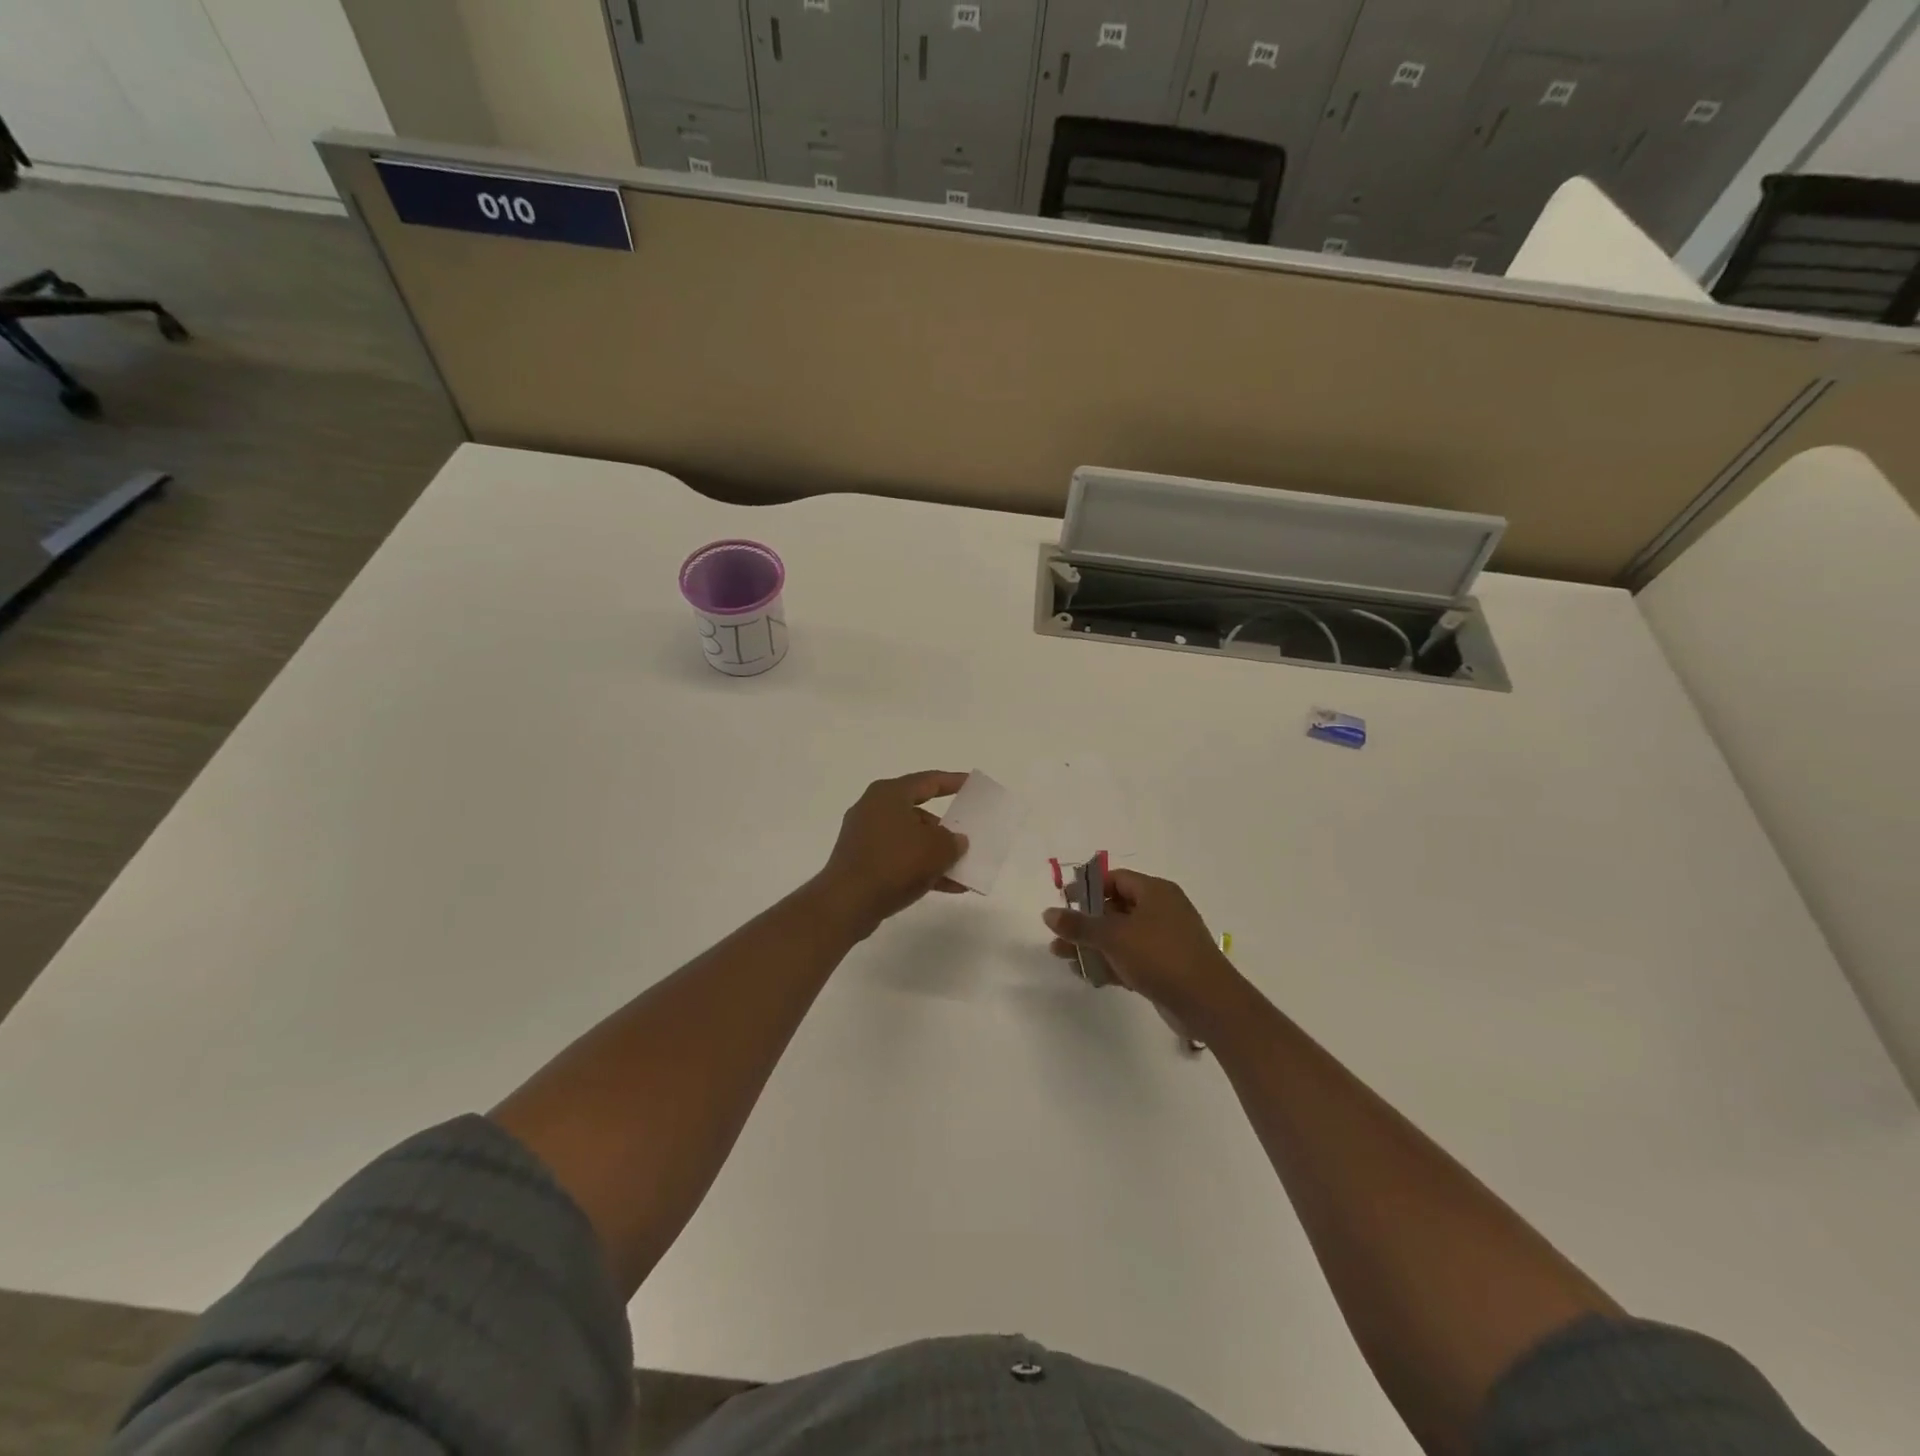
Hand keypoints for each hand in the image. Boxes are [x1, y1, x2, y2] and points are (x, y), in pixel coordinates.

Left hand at [815, 771, 969, 933]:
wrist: (847, 903)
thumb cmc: (894, 863)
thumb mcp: (936, 848)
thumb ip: (953, 840)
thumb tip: (954, 841)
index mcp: (889, 794)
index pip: (928, 781)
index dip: (953, 782)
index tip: (971, 785)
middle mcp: (873, 809)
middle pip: (918, 813)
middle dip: (945, 827)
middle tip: (967, 835)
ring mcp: (865, 838)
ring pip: (910, 840)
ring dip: (936, 854)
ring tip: (963, 869)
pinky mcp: (862, 863)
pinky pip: (899, 860)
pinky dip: (921, 870)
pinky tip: (948, 887)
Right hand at [1043, 869, 1247, 1029]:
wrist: (1208, 1003)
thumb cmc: (1161, 957)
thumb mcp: (1114, 937)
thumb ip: (1080, 925)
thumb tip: (1048, 914)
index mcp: (1155, 892)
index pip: (1116, 879)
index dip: (1088, 888)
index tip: (1064, 902)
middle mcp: (1161, 910)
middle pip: (1115, 908)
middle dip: (1085, 922)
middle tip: (1059, 934)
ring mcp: (1165, 940)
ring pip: (1121, 937)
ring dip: (1093, 945)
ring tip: (1063, 957)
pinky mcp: (1165, 967)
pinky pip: (1131, 958)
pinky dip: (1110, 963)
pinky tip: (1087, 976)